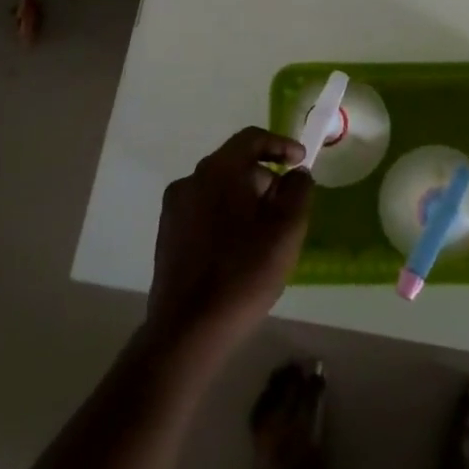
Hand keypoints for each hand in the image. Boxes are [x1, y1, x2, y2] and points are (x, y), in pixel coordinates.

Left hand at [146, 128, 313, 356]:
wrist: (188, 330)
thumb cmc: (243, 272)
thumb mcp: (286, 228)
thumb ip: (298, 190)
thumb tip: (295, 173)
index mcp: (218, 170)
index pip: (251, 138)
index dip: (281, 144)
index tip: (301, 161)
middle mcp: (191, 181)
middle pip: (235, 164)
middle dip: (265, 178)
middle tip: (287, 207)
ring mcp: (174, 209)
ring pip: (219, 189)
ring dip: (246, 200)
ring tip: (267, 232)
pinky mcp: (167, 236)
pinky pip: (205, 212)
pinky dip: (227, 217)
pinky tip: (240, 250)